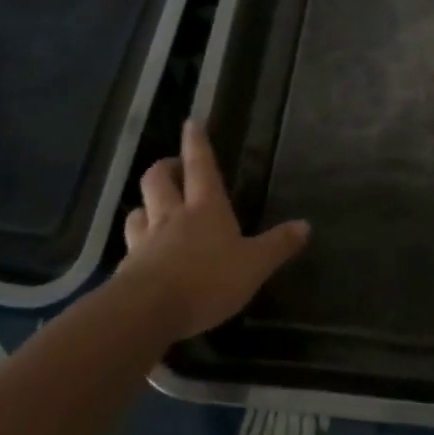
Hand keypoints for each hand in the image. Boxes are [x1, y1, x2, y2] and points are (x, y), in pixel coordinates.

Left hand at [117, 121, 309, 345]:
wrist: (147, 311)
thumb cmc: (207, 280)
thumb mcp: (254, 265)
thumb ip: (278, 245)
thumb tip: (306, 225)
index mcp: (205, 208)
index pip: (200, 166)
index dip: (196, 143)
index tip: (191, 122)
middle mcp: (171, 216)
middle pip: (158, 179)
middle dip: (165, 168)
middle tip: (174, 168)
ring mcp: (145, 241)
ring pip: (138, 210)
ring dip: (145, 205)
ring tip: (153, 209)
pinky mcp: (128, 268)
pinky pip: (130, 246)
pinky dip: (137, 244)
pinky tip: (143, 255)